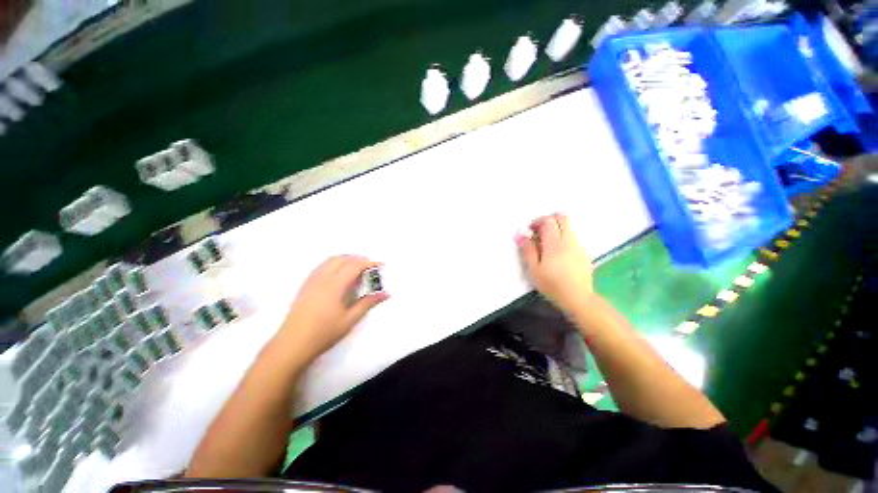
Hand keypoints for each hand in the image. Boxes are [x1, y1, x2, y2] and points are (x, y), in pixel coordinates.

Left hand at [281, 255, 388, 359]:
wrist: (292, 344)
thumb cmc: (323, 333)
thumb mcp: (350, 319)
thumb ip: (368, 303)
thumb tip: (385, 294)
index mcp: (334, 285)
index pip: (354, 266)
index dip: (369, 263)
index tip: (380, 265)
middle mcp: (322, 278)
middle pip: (342, 259)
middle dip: (357, 259)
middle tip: (370, 267)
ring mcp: (311, 281)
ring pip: (330, 261)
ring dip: (345, 259)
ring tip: (356, 268)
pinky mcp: (305, 286)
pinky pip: (322, 266)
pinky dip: (334, 264)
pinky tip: (339, 276)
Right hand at [515, 213, 592, 315]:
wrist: (577, 298)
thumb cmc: (551, 284)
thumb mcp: (533, 269)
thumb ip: (527, 250)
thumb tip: (522, 234)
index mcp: (554, 243)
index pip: (548, 220)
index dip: (537, 221)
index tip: (530, 231)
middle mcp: (568, 240)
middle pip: (562, 217)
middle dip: (549, 219)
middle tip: (539, 231)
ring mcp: (578, 246)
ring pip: (568, 227)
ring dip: (557, 229)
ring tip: (547, 245)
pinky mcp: (583, 253)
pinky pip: (573, 238)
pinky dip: (563, 238)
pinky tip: (558, 255)